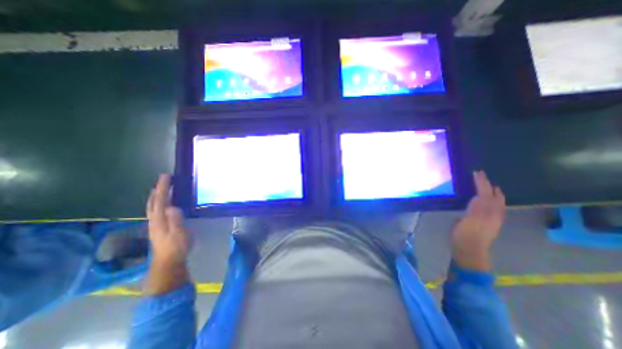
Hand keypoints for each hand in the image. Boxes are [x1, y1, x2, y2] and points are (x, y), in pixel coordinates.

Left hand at [146, 173, 188, 264]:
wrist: (168, 261)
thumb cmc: (176, 246)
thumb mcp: (179, 233)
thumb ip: (175, 220)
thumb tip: (172, 206)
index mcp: (159, 219)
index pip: (161, 200)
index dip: (163, 188)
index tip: (166, 176)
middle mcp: (154, 220)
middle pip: (153, 201)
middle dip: (158, 189)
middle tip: (164, 179)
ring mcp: (155, 224)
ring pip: (153, 206)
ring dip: (157, 195)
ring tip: (162, 187)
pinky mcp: (159, 227)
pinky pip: (157, 210)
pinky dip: (158, 202)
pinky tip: (163, 203)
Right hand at [453, 171, 504, 270]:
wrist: (470, 251)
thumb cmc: (464, 236)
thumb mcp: (467, 221)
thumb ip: (475, 209)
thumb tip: (480, 197)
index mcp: (486, 212)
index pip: (486, 193)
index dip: (482, 183)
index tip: (477, 173)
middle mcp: (492, 214)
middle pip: (494, 197)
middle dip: (489, 186)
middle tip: (482, 176)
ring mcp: (491, 219)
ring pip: (495, 202)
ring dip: (492, 192)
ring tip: (488, 186)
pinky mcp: (487, 223)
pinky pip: (493, 207)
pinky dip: (491, 200)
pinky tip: (487, 200)